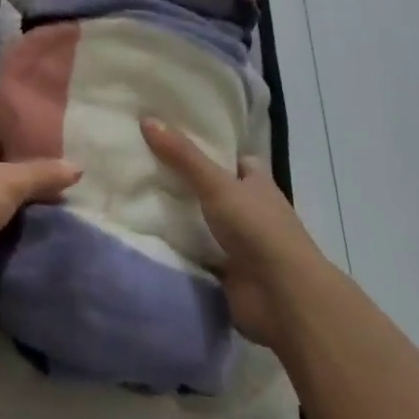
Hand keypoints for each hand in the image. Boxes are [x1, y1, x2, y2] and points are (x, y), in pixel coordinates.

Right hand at [141, 118, 327, 344]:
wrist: (283, 299)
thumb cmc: (258, 229)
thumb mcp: (217, 184)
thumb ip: (182, 156)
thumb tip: (146, 118)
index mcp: (258, 184)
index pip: (234, 159)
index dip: (208, 148)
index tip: (172, 139)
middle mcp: (251, 211)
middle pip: (214, 190)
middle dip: (184, 182)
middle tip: (143, 165)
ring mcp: (240, 244)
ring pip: (203, 223)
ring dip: (179, 217)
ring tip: (136, 196)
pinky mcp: (227, 273)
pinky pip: (196, 254)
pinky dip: (178, 248)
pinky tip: (147, 234)